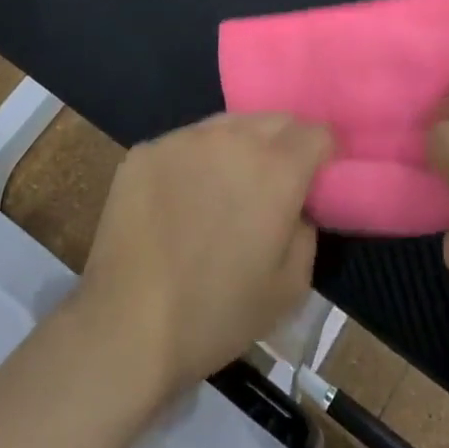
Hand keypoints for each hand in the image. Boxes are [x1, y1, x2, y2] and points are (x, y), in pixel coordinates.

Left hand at [78, 113, 332, 396]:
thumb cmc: (217, 313)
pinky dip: (196, 160)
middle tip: (273, 187)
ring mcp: (184, 138)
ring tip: (225, 188)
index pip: (317, 133)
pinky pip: (186, 143)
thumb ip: (307, 230)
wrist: (125, 326)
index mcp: (277, 168)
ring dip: (239, 147)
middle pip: (275, 120)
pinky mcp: (146, 149)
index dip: (323, 156)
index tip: (315, 182)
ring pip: (228, 125)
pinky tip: (181, 198)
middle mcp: (233, 137)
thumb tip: (297, 205)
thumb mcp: (291, 286)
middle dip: (285, 145)